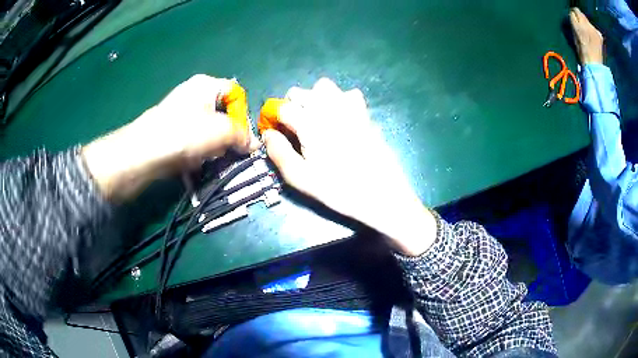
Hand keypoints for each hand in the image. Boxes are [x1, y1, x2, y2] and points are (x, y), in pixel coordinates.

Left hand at [82, 74, 258, 201]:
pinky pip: (191, 137)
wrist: (145, 152)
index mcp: (206, 84)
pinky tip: (195, 161)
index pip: (236, 94)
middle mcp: (191, 93)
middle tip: (229, 150)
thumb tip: (254, 145)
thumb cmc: (186, 133)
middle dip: (228, 133)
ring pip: (206, 128)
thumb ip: (243, 135)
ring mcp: (178, 111)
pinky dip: (197, 150)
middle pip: (220, 112)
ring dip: (213, 145)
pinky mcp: (169, 129)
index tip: (244, 136)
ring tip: (211, 158)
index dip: (243, 114)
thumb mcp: (223, 132)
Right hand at [263, 78, 435, 255]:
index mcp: (309, 123)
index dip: (274, 118)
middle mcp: (328, 108)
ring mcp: (350, 108)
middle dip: (293, 105)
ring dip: (315, 98)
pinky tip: (342, 119)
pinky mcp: (365, 114)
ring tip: (317, 119)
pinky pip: (349, 94)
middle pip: (301, 91)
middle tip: (296, 128)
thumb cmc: (339, 189)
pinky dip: (340, 100)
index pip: (282, 107)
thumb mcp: (301, 179)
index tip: (277, 133)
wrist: (382, 193)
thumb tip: (268, 134)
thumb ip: (279, 153)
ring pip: (325, 86)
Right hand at [570, 8, 603, 63]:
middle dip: (580, 17)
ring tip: (588, 34)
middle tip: (581, 26)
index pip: (574, 11)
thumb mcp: (575, 36)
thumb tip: (574, 16)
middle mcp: (587, 25)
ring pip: (588, 21)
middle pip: (581, 13)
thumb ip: (574, 23)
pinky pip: (594, 28)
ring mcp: (595, 30)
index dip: (573, 14)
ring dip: (587, 24)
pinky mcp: (599, 36)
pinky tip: (594, 38)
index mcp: (579, 25)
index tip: (574, 19)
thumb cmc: (583, 53)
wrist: (595, 66)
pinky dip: (593, 31)